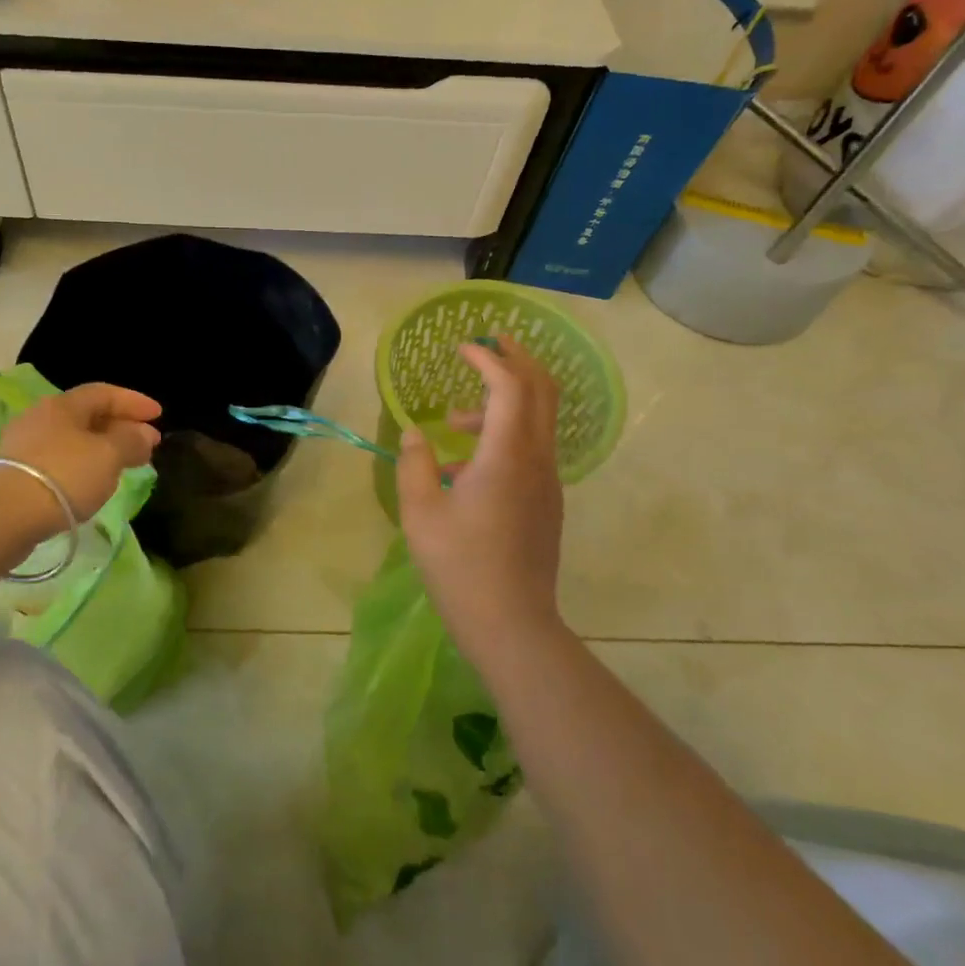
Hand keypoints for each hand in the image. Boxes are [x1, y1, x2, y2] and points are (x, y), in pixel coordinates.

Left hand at [0, 383, 162, 534]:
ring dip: (101, 448)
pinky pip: (59, 461)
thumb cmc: (63, 476)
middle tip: (147, 444)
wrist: (1, 516)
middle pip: (87, 416)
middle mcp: (40, 418)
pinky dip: (82, 466)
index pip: (104, 393)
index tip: (159, 415)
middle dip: (120, 426)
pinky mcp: (14, 475)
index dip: (134, 401)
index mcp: (63, 405)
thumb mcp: (108, 456)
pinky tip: (91, 483)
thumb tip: (144, 434)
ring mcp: (23, 446)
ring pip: (72, 440)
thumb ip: (131, 441)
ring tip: (122, 465)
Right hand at [396, 337, 565, 659]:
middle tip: (493, 343)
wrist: (511, 623)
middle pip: (542, 391)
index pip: (508, 386)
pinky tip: (466, 468)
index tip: (463, 347)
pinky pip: (533, 449)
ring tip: (454, 422)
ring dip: (506, 403)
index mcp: (507, 455)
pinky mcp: (547, 502)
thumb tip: (417, 433)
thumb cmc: (459, 565)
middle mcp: (537, 459)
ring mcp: (548, 482)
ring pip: (540, 420)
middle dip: (519, 360)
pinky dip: (508, 434)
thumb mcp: (421, 512)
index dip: (488, 359)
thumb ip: (416, 463)